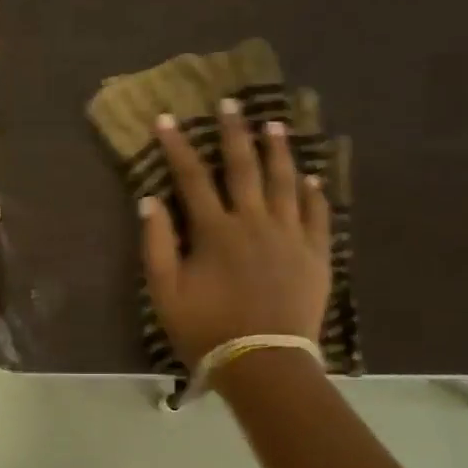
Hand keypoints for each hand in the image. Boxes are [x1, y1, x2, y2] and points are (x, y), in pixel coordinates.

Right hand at [140, 102, 330, 368]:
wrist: (264, 364)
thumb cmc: (208, 330)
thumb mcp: (166, 293)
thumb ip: (157, 244)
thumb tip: (150, 200)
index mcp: (215, 231)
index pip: (192, 177)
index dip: (177, 146)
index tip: (167, 118)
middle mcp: (254, 222)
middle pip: (244, 167)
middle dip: (235, 132)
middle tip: (232, 102)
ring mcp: (290, 236)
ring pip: (285, 182)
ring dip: (279, 151)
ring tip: (276, 125)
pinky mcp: (316, 254)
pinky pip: (318, 214)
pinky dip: (315, 192)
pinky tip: (312, 176)